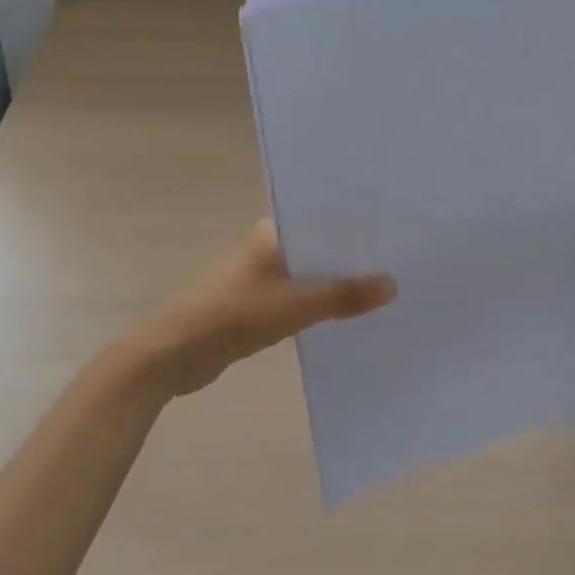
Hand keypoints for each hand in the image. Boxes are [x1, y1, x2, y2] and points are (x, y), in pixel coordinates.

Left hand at [135, 220, 395, 395]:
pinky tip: (349, 316)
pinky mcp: (257, 304)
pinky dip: (321, 305)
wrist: (173, 354)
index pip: (324, 220)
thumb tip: (392, 284)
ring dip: (337, 285)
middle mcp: (268, 246)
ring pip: (311, 275)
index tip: (398, 236)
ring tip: (384, 290)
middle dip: (354, 260)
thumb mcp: (294, 306)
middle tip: (401, 265)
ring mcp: (261, 276)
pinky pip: (300, 298)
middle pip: (320, 248)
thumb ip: (343, 296)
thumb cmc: (233, 316)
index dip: (359, 230)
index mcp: (273, 232)